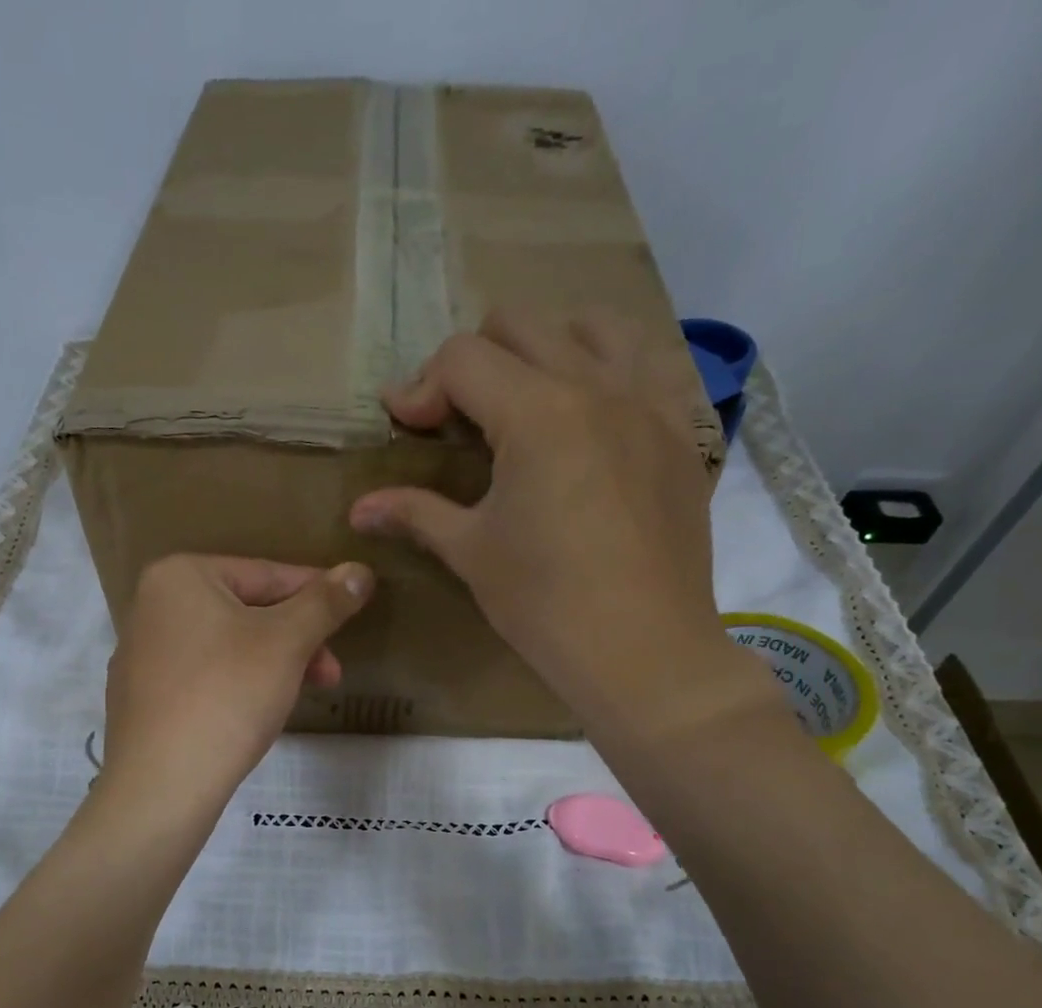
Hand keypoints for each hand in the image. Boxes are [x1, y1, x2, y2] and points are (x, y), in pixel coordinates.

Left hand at [101, 554, 373, 815]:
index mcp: (180, 576)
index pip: (267, 574)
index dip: (317, 595)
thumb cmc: (227, 695)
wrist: (162, 783)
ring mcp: (142, 655)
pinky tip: (256, 714)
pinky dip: (237, 686)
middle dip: (296, 640)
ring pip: (226, 646)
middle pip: (245, 611)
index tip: (353, 614)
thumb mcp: (287, 643)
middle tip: (331, 674)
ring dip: (273, 665)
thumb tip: (360, 571)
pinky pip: (203, 678)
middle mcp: (151, 606)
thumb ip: (325, 603)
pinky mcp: (142, 699)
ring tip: (301, 696)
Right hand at [350, 310, 770, 742]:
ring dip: (547, 346)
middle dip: (475, 359)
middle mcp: (596, 386)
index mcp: (536, 413)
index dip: (421, 386)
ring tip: (528, 398)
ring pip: (594, 325)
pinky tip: (594, 411)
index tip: (404, 424)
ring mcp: (648, 402)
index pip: (463, 359)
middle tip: (459, 416)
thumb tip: (360, 509)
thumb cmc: (544, 603)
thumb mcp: (471, 552)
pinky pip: (650, 362)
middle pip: (522, 325)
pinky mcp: (680, 431)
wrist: (640, 648)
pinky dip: (612, 367)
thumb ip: (416, 513)